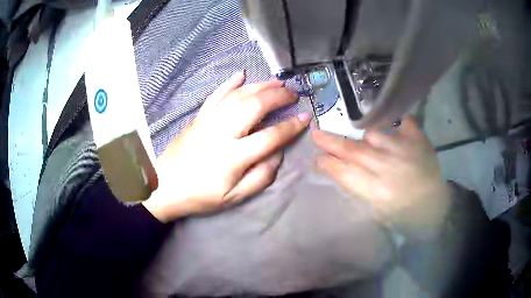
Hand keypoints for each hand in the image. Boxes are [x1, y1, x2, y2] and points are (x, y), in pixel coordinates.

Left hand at [143, 72, 310, 222]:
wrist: (164, 186)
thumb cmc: (200, 195)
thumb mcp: (234, 198)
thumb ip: (260, 177)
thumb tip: (278, 154)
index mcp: (233, 157)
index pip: (270, 136)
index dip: (291, 126)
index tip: (305, 117)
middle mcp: (222, 132)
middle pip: (255, 106)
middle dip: (278, 97)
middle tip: (293, 94)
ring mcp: (208, 121)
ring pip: (238, 95)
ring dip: (260, 86)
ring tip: (277, 82)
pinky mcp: (198, 117)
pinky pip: (216, 95)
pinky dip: (230, 83)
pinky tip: (241, 74)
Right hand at [312, 116, 451, 240]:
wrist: (435, 208)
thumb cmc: (403, 216)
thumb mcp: (377, 211)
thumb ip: (359, 188)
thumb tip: (341, 170)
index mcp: (377, 192)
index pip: (344, 173)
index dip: (328, 164)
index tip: (317, 158)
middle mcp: (388, 167)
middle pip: (354, 150)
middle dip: (331, 142)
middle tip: (316, 133)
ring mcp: (404, 149)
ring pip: (373, 133)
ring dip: (362, 134)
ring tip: (360, 135)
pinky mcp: (418, 139)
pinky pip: (401, 122)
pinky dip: (392, 121)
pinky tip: (387, 122)